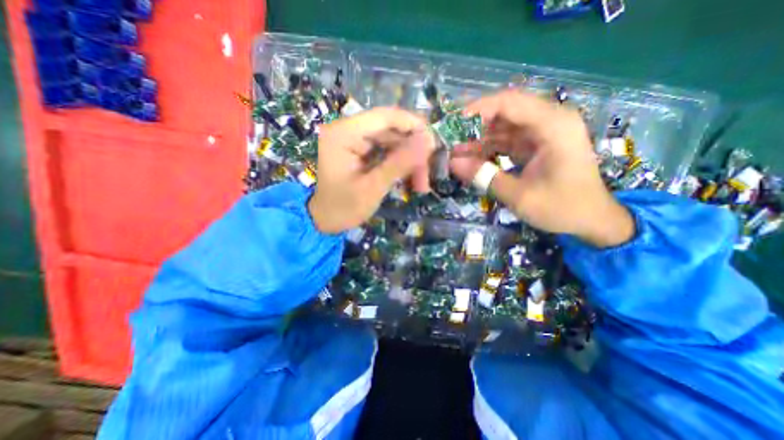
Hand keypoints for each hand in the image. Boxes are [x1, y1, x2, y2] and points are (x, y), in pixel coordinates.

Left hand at [309, 106, 438, 232]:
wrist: (323, 220)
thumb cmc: (343, 208)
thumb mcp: (373, 188)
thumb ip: (399, 164)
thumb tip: (428, 142)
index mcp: (343, 134)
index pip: (384, 116)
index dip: (413, 125)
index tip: (434, 143)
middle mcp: (347, 129)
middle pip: (390, 130)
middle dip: (412, 152)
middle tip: (427, 176)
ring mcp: (352, 139)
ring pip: (391, 141)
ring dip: (408, 160)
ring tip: (421, 184)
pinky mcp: (358, 150)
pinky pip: (385, 150)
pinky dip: (399, 163)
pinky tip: (409, 179)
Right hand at [450, 90, 632, 247]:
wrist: (592, 220)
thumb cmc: (562, 208)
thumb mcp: (519, 196)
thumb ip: (485, 177)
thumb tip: (452, 164)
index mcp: (553, 126)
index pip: (510, 102)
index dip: (478, 109)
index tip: (452, 122)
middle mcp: (549, 121)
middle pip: (504, 112)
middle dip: (474, 125)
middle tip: (449, 138)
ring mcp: (542, 133)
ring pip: (502, 127)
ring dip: (478, 139)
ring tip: (453, 152)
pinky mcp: (535, 145)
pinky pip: (506, 141)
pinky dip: (488, 149)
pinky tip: (469, 159)